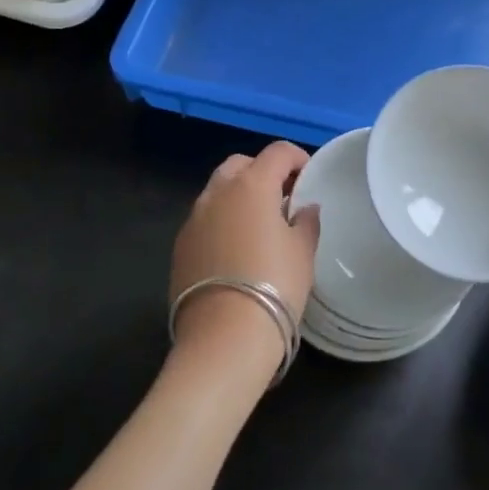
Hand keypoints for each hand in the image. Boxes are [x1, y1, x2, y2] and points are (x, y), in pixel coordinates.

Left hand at [170, 142, 318, 378]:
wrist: (224, 337)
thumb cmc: (275, 285)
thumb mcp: (303, 251)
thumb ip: (306, 221)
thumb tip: (304, 208)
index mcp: (252, 185)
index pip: (277, 152)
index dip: (297, 158)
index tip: (308, 178)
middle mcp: (218, 193)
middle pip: (241, 165)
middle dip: (262, 172)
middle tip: (282, 197)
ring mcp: (193, 219)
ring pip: (218, 191)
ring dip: (239, 196)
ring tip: (259, 224)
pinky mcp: (180, 246)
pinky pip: (205, 219)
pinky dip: (222, 221)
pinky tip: (236, 249)